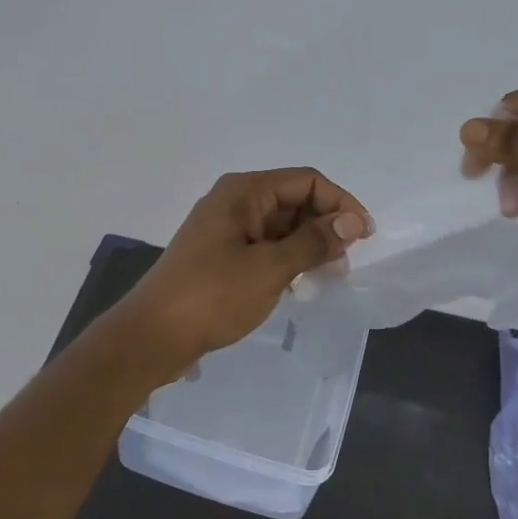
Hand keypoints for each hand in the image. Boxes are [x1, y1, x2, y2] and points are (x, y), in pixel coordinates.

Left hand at [108, 168, 370, 371]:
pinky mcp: (221, 255)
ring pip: (282, 225)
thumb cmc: (212, 296)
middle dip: (325, 225)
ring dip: (309, 245)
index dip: (341, 204)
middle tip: (346, 263)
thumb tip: (352, 222)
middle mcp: (235, 201)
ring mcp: (226, 228)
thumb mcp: (269, 268)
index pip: (307, 181)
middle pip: (294, 200)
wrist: (153, 337)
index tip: (365, 237)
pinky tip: (300, 284)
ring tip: (328, 276)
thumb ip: (313, 242)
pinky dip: (287, 259)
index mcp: (244, 191)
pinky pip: (265, 246)